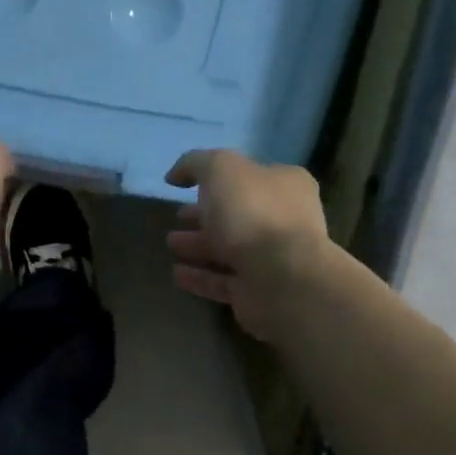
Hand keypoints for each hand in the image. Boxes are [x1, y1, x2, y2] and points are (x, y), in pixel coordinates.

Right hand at [164, 149, 332, 340]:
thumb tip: (176, 175)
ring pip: (229, 249)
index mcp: (285, 185)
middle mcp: (284, 220)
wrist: (280, 277)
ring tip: (170, 243)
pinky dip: (200, 276)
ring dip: (199, 245)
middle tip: (177, 216)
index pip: (249, 175)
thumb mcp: (220, 169)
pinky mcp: (258, 291)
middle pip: (238, 214)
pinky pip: (223, 281)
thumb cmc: (252, 213)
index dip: (217, 178)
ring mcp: (273, 259)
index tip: (185, 186)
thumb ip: (196, 163)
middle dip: (206, 214)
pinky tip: (177, 273)